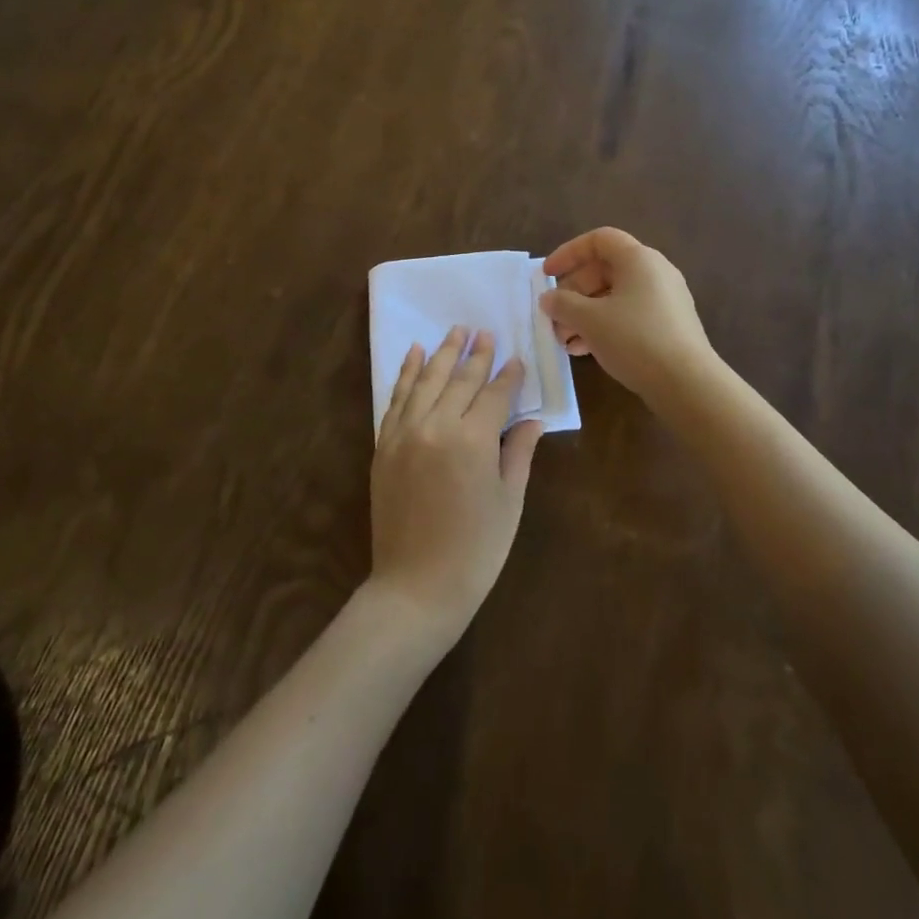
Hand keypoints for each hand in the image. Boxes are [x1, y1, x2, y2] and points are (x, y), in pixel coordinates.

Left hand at [368, 326, 543, 641]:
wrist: (416, 587)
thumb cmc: (475, 550)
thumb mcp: (508, 501)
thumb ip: (519, 453)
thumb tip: (533, 420)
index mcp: (474, 440)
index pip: (495, 395)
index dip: (509, 376)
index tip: (516, 358)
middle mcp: (437, 426)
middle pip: (460, 380)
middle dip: (476, 355)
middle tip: (485, 332)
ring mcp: (405, 433)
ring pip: (426, 380)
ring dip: (442, 353)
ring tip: (455, 331)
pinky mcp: (385, 445)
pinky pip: (396, 398)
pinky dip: (406, 373)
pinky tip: (414, 353)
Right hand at [540, 227, 716, 401]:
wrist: (687, 383)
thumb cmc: (635, 339)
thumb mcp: (590, 320)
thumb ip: (562, 304)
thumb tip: (548, 298)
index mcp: (638, 259)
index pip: (599, 240)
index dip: (569, 253)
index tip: (547, 274)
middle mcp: (655, 272)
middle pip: (604, 270)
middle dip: (573, 292)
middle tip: (554, 316)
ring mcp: (664, 300)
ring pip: (614, 297)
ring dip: (584, 314)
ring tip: (564, 340)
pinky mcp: (668, 326)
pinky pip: (628, 315)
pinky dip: (604, 326)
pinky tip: (584, 351)